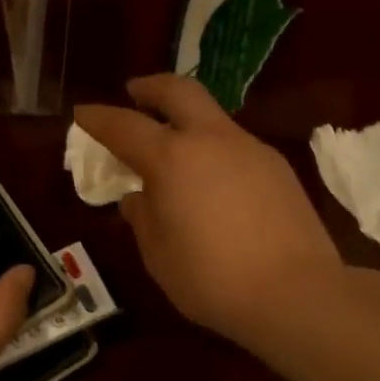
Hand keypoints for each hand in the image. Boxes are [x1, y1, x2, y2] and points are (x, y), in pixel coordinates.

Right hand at [74, 74, 342, 343]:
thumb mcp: (159, 256)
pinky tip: (214, 182)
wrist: (296, 293)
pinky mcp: (278, 167)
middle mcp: (212, 140)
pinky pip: (236, 145)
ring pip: (213, 117)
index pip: (125, 126)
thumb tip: (139, 197)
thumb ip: (143, 218)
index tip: (83, 112)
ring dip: (187, 121)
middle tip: (134, 92)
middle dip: (150, 87)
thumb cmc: (213, 280)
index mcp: (173, 159)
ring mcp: (251, 149)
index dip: (99, 118)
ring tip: (175, 150)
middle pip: (179, 91)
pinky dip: (214, 149)